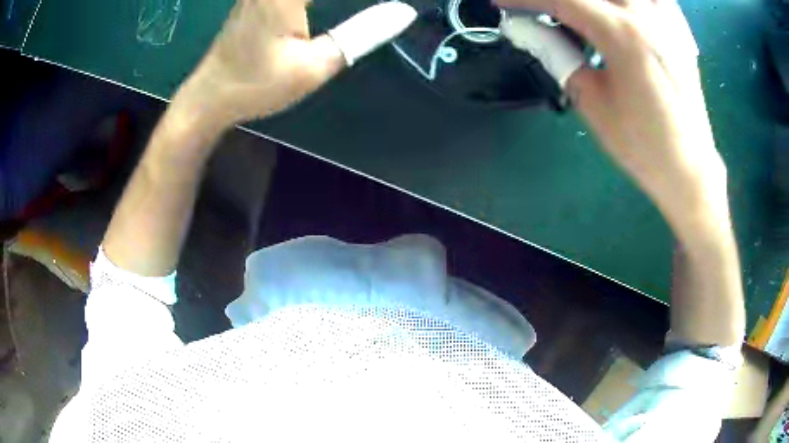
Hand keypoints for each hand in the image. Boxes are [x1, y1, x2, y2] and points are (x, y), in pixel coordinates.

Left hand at [178, 0, 415, 128]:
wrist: (211, 95)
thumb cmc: (257, 85)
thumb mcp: (315, 66)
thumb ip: (362, 34)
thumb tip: (405, 12)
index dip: (371, 1)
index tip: (398, 4)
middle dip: (345, 1)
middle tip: (387, 8)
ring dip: (337, 0)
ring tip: (368, 9)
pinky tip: (322, 8)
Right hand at [497, 0, 728, 234]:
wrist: (688, 167)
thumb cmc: (642, 144)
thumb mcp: (592, 102)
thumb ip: (558, 55)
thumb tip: (526, 29)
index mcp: (622, 34)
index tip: (501, 1)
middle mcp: (645, 14)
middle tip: (544, 9)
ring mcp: (667, 18)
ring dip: (598, 0)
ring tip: (583, 13)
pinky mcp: (680, 29)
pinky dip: (631, 0)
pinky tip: (623, 10)